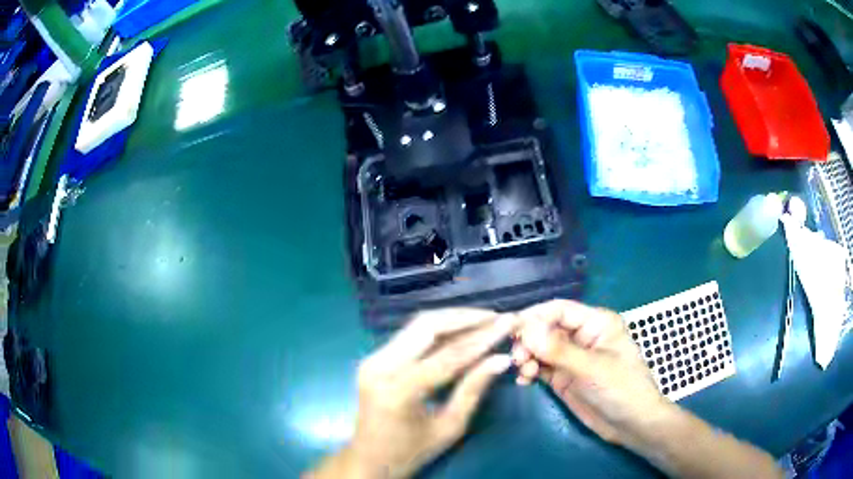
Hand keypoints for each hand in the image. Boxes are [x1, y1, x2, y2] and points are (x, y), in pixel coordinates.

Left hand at [309, 309, 517, 478]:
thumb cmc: (412, 451)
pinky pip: (409, 334)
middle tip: (497, 316)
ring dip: (452, 318)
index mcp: (399, 391)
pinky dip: (437, 329)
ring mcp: (372, 359)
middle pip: (427, 326)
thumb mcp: (450, 427)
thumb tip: (501, 358)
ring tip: (484, 319)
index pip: (448, 355)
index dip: (483, 338)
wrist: (370, 459)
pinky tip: (460, 329)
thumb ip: (473, 389)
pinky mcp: (373, 358)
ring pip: (417, 325)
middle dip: (466, 317)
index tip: (509, 323)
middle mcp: (380, 367)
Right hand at [511, 300, 671, 445]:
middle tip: (517, 359)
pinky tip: (524, 380)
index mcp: (596, 322)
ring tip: (524, 372)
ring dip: (527, 357)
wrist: (631, 424)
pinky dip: (529, 371)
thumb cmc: (621, 389)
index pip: (559, 310)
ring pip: (540, 348)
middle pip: (546, 328)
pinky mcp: (564, 377)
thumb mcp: (591, 368)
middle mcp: (582, 336)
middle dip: (529, 341)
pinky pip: (540, 367)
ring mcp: (572, 357)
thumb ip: (558, 350)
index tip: (512, 331)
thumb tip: (525, 329)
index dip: (535, 317)